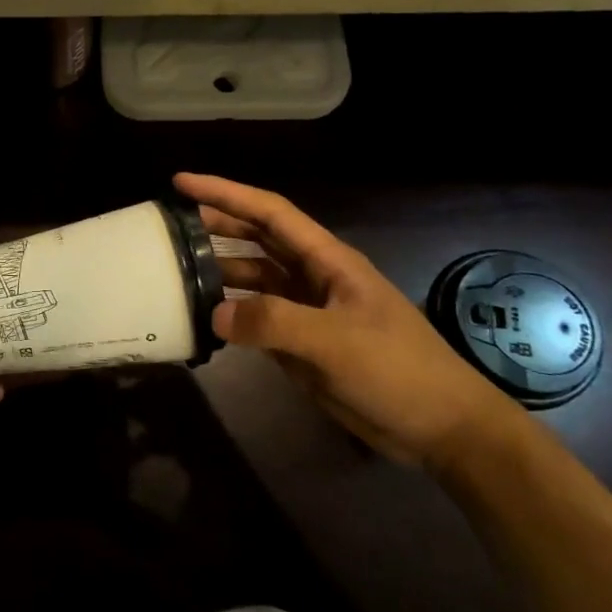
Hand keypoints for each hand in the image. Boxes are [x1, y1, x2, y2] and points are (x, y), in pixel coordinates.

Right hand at [175, 173, 527, 473]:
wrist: (442, 428)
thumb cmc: (398, 371)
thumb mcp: (336, 342)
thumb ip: (273, 322)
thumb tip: (212, 313)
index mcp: (327, 261)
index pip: (269, 213)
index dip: (225, 193)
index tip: (181, 182)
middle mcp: (312, 277)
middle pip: (256, 240)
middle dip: (216, 225)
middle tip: (169, 224)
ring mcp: (306, 311)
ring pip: (253, 279)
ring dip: (218, 272)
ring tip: (175, 271)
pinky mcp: (301, 344)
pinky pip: (255, 319)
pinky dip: (228, 314)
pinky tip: (202, 316)